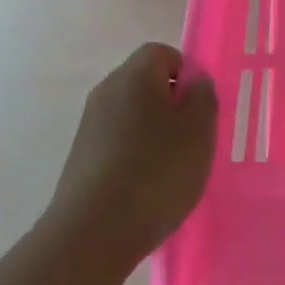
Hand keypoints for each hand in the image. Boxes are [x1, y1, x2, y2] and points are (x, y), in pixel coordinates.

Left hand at [48, 43, 218, 263]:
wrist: (93, 232)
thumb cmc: (156, 172)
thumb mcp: (199, 132)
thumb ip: (203, 97)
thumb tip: (194, 81)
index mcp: (134, 75)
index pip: (161, 53)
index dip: (186, 72)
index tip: (200, 107)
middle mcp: (106, 91)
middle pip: (145, 83)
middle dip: (172, 105)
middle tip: (193, 139)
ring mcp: (90, 124)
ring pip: (133, 114)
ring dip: (155, 133)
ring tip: (173, 168)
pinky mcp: (82, 155)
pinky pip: (118, 140)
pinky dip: (136, 154)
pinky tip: (148, 186)